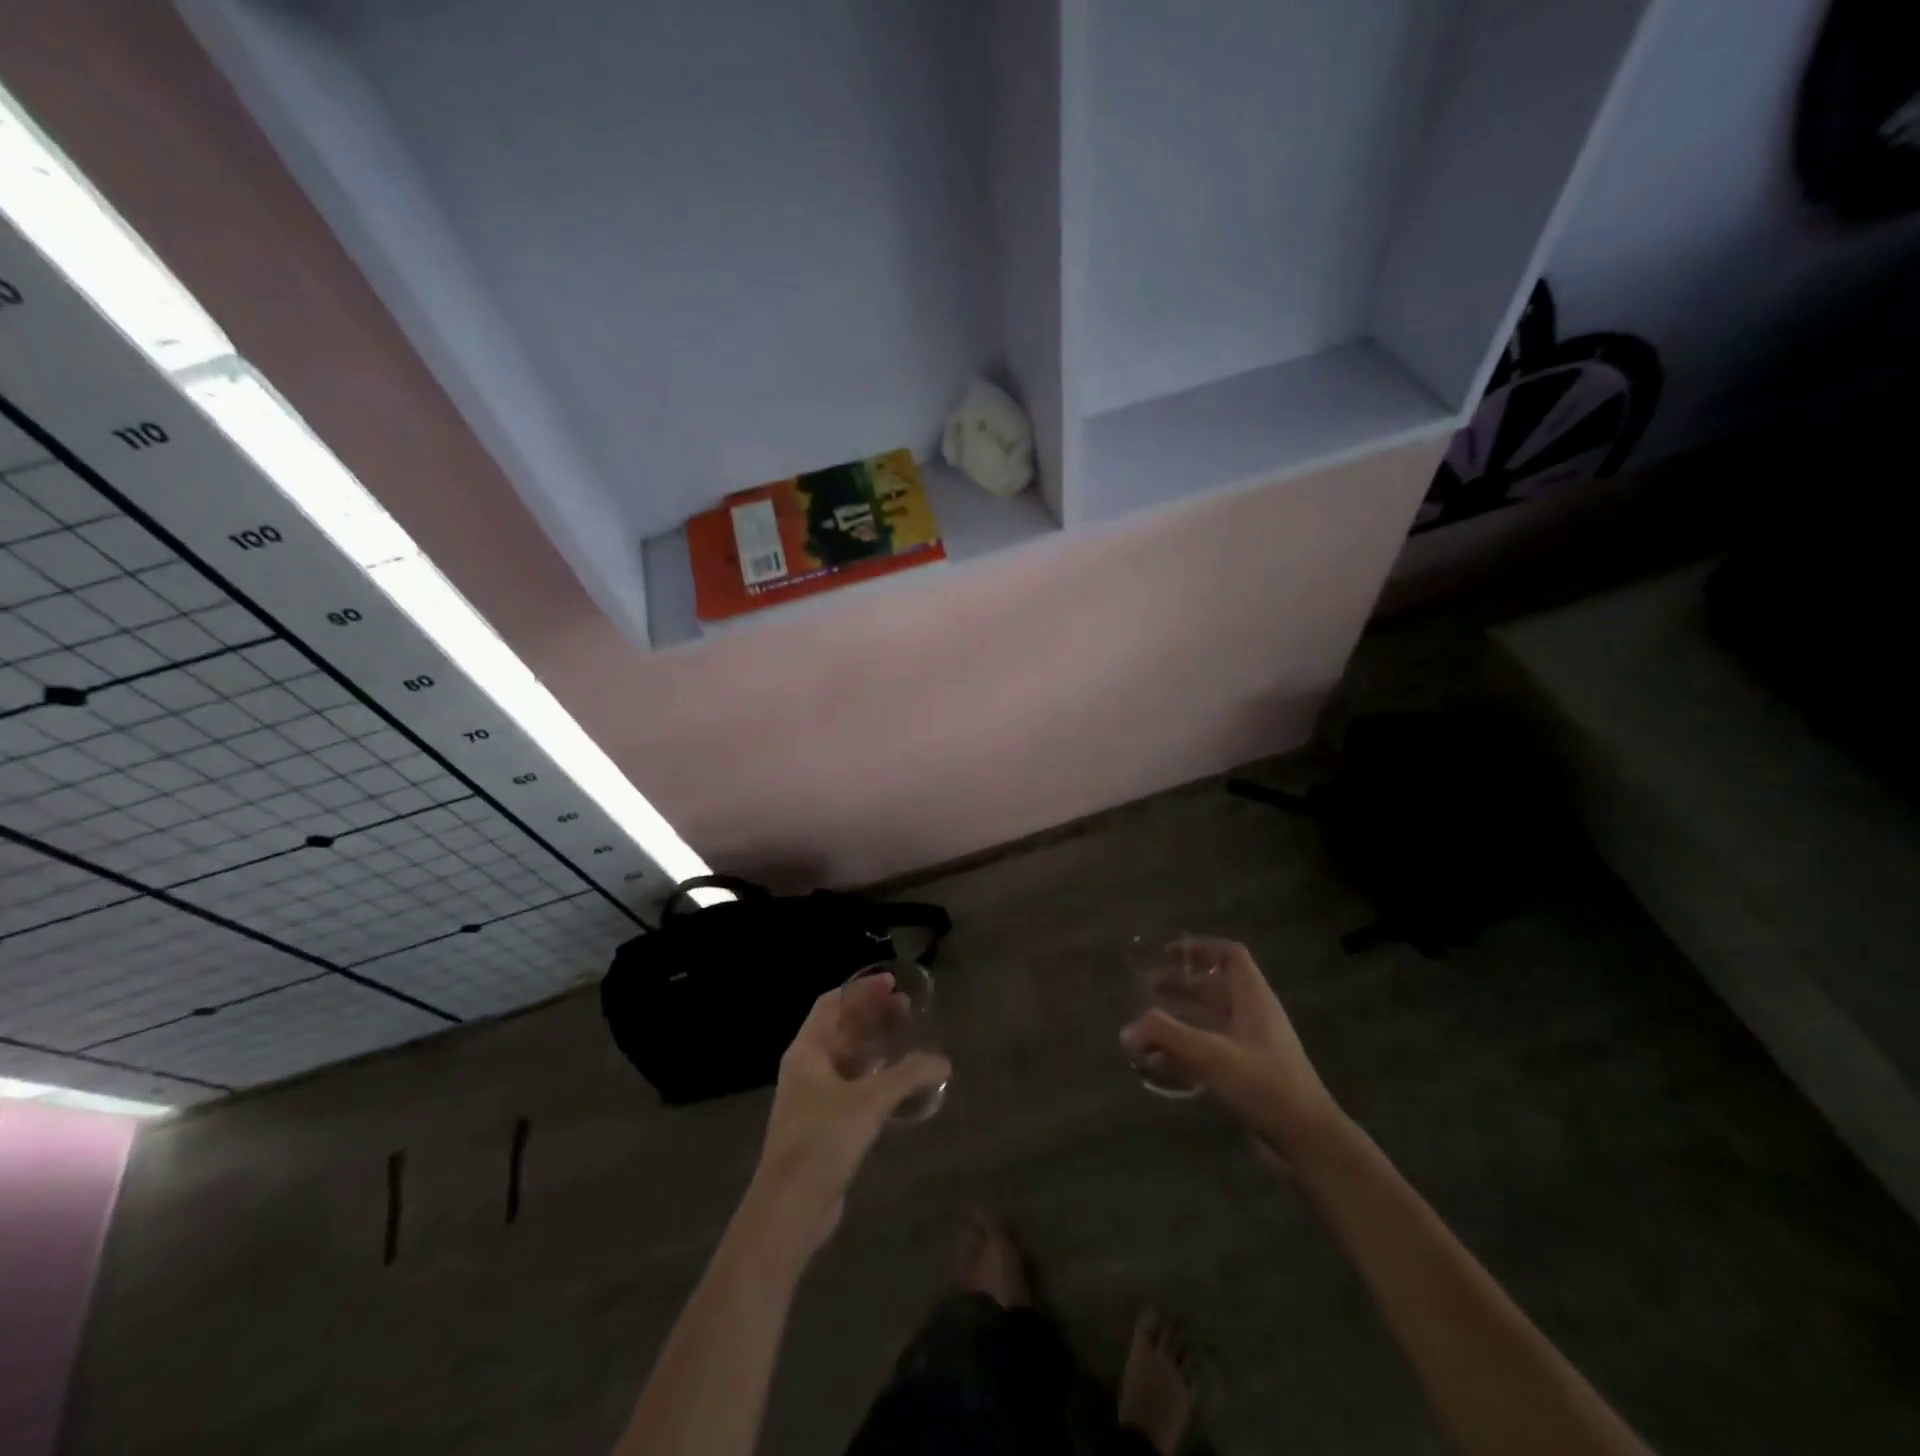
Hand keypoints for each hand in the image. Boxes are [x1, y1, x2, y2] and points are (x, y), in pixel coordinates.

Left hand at [744, 977, 950, 1260]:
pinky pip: (852, 1086)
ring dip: (875, 1045)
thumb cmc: (822, 1139)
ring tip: (909, 1039)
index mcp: (807, 1050)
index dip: (861, 990)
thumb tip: (944, 1061)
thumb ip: (908, 1075)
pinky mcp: (823, 1125)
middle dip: (873, 1016)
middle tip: (908, 1009)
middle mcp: (806, 1067)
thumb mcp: (869, 1101)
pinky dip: (874, 1075)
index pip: (832, 1004)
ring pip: (847, 1058)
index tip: (893, 984)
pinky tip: (899, 1082)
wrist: (790, 1208)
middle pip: (841, 1029)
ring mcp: (813, 1098)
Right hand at [1120, 939, 1343, 1162]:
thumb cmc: (1264, 1084)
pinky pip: (1213, 1051)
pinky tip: (1162, 1065)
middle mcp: (1255, 1017)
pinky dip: (1187, 1051)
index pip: (1231, 956)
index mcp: (1254, 999)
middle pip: (1216, 988)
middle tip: (1148, 990)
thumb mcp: (1210, 1054)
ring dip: (1181, 1020)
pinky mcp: (1250, 1075)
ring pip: (1212, 1021)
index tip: (1168, 953)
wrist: (1308, 1142)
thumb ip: (1165, 1035)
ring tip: (1148, 1028)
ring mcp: (1254, 1047)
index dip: (1200, 948)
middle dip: (1181, 986)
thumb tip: (1127, 1030)